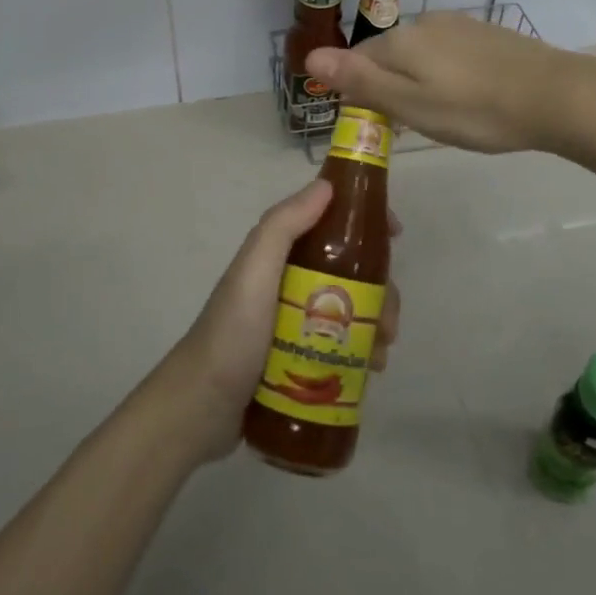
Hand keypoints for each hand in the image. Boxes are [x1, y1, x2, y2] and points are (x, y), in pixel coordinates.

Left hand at [154, 180, 399, 463]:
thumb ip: (284, 225)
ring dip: (376, 323)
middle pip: (350, 272)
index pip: (329, 224)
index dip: (364, 222)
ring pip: (351, 311)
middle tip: (389, 318)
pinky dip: (363, 351)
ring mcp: (295, 324)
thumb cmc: (232, 334)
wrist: (200, 409)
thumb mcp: (255, 270)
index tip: (395, 234)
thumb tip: (326, 185)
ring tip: (382, 351)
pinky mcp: (300, 359)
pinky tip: (372, 370)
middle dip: (379, 289)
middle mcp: (289, 284)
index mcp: (280, 256)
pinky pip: (342, 346)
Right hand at [305, 12, 593, 154]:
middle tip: (415, 125)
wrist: (556, 96)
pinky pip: (450, 54)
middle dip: (392, 86)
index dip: (362, 92)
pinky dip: (448, 75)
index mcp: (401, 40)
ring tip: (445, 115)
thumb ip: (360, 81)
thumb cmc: (476, 110)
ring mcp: (460, 25)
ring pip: (422, 55)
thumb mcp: (410, 105)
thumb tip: (309, 57)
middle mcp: (426, 23)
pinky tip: (470, 98)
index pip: (359, 60)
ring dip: (421, 81)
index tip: (382, 124)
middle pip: (390, 55)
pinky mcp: (487, 33)